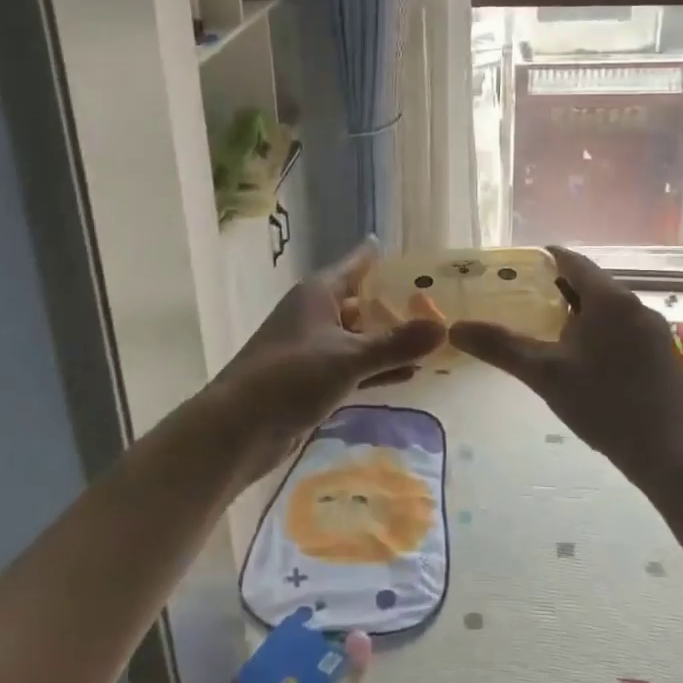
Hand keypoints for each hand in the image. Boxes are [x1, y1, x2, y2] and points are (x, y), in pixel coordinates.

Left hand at [208, 240, 444, 480]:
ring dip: (389, 340)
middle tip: (438, 303)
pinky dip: (377, 368)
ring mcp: (312, 348)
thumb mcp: (349, 358)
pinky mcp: (312, 380)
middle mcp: (315, 314)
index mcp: (318, 293)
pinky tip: (408, 375)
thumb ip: (396, 344)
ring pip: (359, 337)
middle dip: (395, 305)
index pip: (356, 265)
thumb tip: (444, 328)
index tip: (411, 253)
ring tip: (431, 340)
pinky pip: (353, 366)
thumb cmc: (291, 377)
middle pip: (361, 301)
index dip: (380, 257)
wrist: (238, 429)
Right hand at [449, 245, 682, 480]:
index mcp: (608, 298)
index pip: (572, 261)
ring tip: (549, 332)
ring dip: (580, 312)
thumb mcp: (545, 374)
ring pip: (609, 308)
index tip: (519, 267)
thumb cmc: (604, 404)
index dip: (545, 259)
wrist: (672, 454)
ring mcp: (654, 330)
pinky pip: (624, 328)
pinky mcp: (663, 354)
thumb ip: (501, 347)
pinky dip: (600, 331)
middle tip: (525, 302)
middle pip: (591, 283)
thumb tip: (456, 328)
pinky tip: (585, 360)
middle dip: (558, 289)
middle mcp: (635, 304)